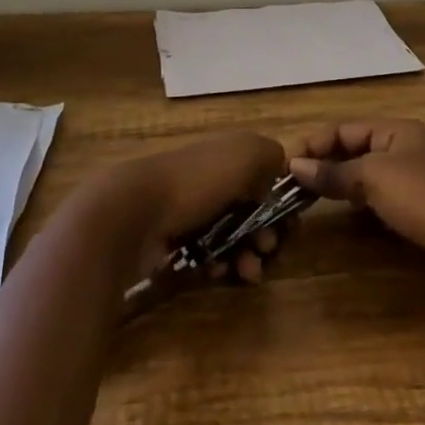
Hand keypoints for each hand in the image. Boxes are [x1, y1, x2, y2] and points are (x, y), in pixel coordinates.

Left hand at [91, 130, 286, 284]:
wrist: (135, 211)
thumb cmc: (198, 179)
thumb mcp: (247, 153)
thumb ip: (272, 156)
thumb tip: (278, 173)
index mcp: (228, 154)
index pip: (265, 178)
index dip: (281, 201)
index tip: (290, 223)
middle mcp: (212, 179)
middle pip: (252, 210)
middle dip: (268, 233)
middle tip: (269, 248)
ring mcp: (191, 211)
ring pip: (233, 237)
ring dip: (249, 255)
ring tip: (249, 271)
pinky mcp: (174, 242)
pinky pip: (209, 256)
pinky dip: (221, 265)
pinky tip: (220, 272)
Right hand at [287, 120, 424, 301]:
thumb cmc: (424, 196)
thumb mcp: (374, 176)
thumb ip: (334, 172)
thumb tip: (296, 167)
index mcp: (397, 130)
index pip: (345, 129)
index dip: (314, 143)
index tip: (285, 164)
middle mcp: (406, 150)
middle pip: (356, 150)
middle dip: (325, 163)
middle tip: (291, 184)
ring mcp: (415, 182)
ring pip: (367, 177)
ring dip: (340, 185)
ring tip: (309, 199)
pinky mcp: (420, 212)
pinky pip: (380, 200)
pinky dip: (359, 204)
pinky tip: (344, 214)